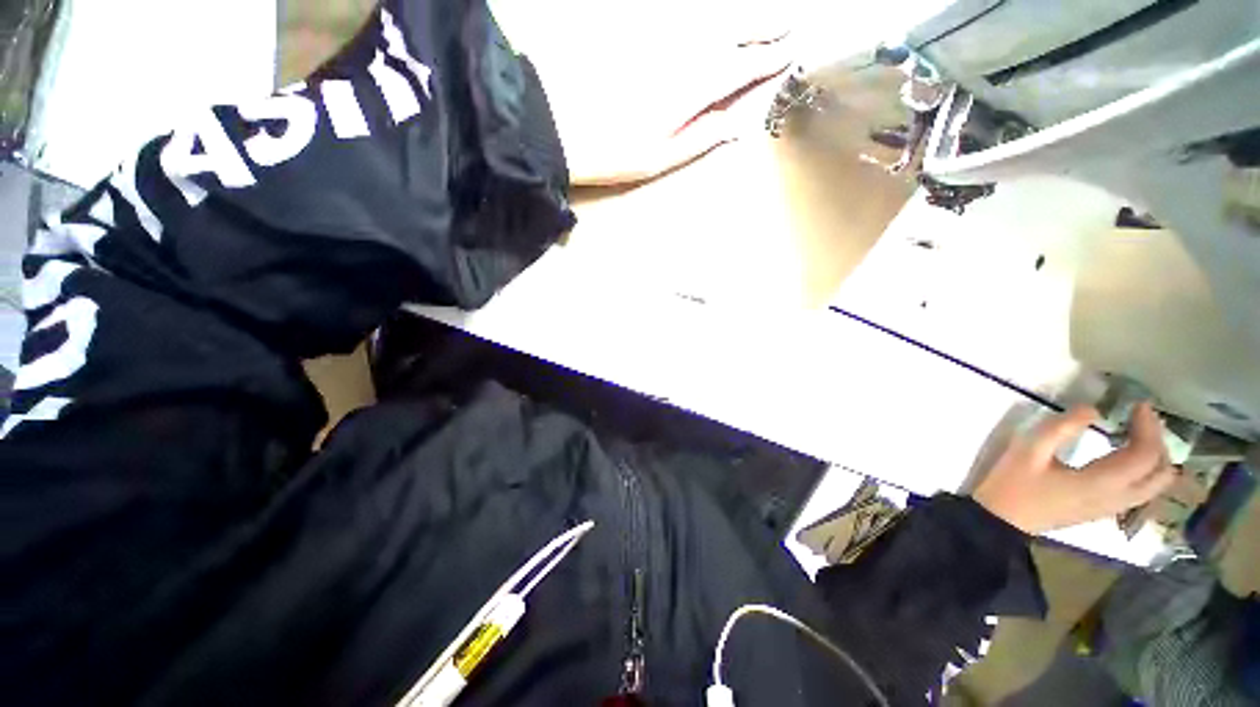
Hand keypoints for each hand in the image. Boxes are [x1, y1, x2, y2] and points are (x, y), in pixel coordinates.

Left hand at [491, 0, 794, 184]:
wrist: (553, 122)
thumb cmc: (610, 150)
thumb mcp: (659, 158)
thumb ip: (702, 137)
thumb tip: (738, 125)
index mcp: (693, 86)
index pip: (742, 67)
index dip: (768, 60)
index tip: (789, 52)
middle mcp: (683, 48)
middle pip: (733, 28)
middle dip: (764, 23)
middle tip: (789, 19)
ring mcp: (658, 31)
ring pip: (710, 13)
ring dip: (738, 13)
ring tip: (758, 15)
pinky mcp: (634, 24)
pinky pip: (679, 10)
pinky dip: (701, 12)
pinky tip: (709, 18)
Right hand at [972, 403, 1177, 534]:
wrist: (1002, 519)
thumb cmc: (1013, 483)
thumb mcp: (1029, 449)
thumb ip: (1061, 428)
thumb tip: (1093, 409)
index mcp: (1102, 482)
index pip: (1144, 454)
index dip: (1148, 427)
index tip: (1139, 404)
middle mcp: (1117, 497)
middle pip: (1160, 473)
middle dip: (1159, 441)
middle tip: (1143, 418)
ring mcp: (1113, 507)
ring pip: (1156, 485)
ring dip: (1156, 457)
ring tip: (1140, 434)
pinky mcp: (1104, 510)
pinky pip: (1143, 491)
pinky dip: (1147, 471)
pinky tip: (1129, 458)